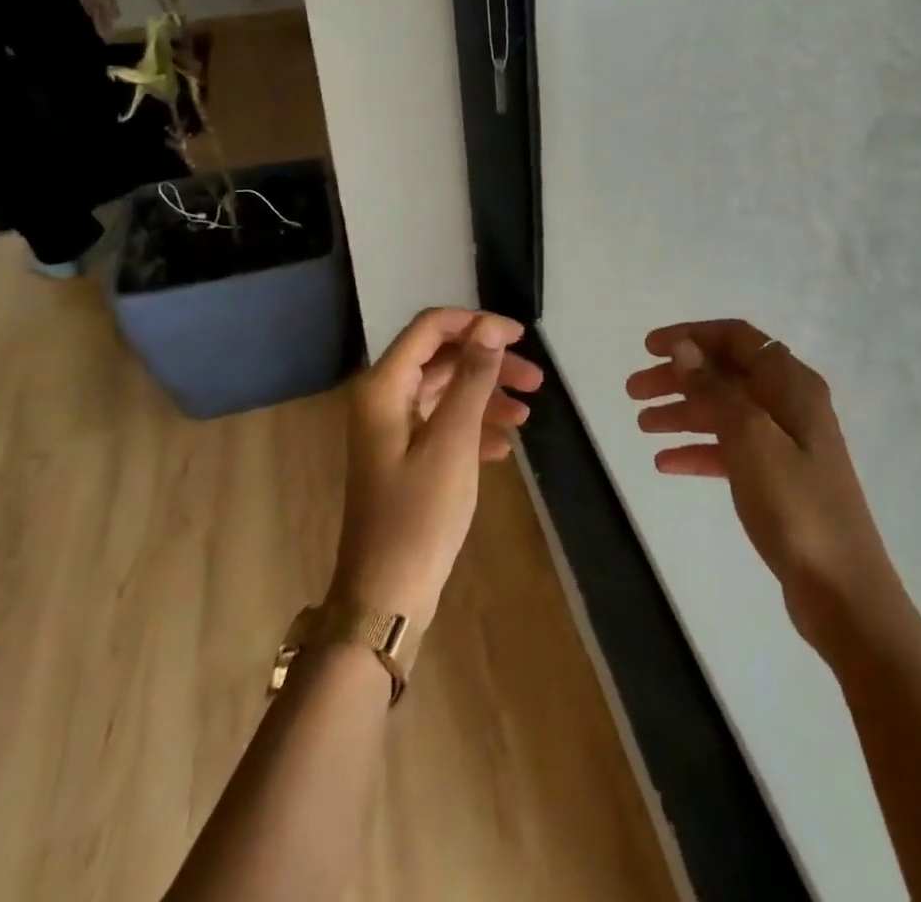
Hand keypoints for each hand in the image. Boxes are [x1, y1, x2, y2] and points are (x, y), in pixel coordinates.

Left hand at [330, 309, 542, 634]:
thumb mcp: (453, 441)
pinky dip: (475, 427)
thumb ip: (473, 379)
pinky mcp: (405, 457)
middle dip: (489, 364)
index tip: (519, 338)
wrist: (385, 596)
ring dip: (487, 397)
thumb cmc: (419, 514)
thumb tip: (490, 327)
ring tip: (527, 415)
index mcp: (385, 387)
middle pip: (443, 359)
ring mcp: (393, 430)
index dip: (476, 324)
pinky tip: (503, 447)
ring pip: (447, 392)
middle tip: (536, 380)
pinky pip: (444, 424)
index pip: (431, 327)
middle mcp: (384, 399)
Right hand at [628, 320, 896, 646]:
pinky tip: (665, 464)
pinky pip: (731, 450)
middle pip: (726, 374)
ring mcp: (786, 443)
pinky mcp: (779, 479)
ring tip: (642, 425)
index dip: (691, 335)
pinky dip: (699, 451)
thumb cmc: (796, 506)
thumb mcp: (750, 438)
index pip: (736, 338)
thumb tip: (685, 347)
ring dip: (683, 413)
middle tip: (633, 391)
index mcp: (791, 383)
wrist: (844, 593)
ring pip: (725, 412)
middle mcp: (790, 403)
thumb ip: (715, 389)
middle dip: (679, 377)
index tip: (648, 347)